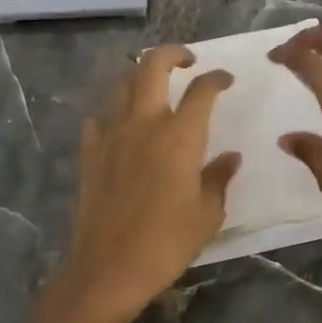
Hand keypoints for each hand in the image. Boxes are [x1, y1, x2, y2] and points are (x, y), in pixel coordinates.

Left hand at [22, 45, 239, 322]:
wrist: (109, 268)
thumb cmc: (167, 242)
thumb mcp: (207, 214)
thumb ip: (219, 178)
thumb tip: (230, 157)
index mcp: (180, 136)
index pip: (202, 90)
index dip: (216, 78)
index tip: (225, 79)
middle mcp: (146, 123)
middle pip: (153, 66)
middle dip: (173, 54)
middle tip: (187, 61)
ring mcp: (113, 134)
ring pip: (123, 85)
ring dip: (141, 76)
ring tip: (155, 86)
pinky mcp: (91, 152)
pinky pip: (100, 118)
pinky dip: (113, 113)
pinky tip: (121, 126)